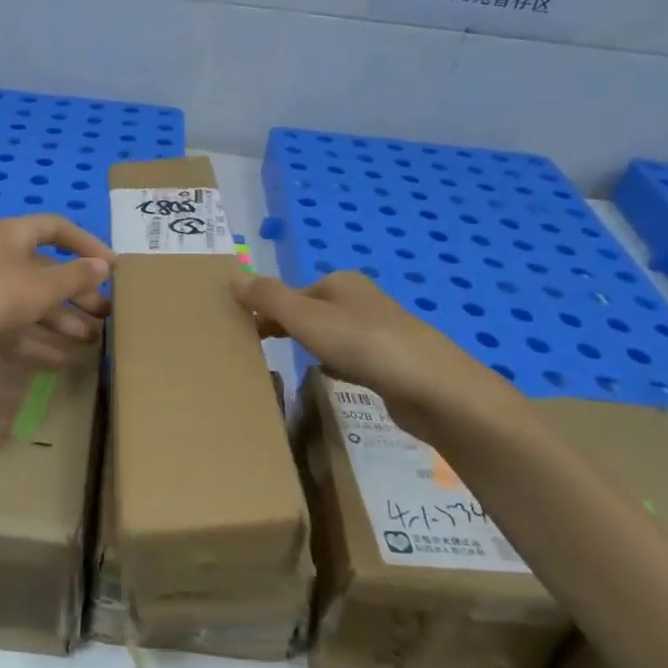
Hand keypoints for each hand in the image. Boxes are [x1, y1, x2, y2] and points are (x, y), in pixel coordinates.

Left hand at [0, 214, 113, 375]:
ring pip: (34, 303)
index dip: (87, 244)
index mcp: (14, 236)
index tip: (113, 267)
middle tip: (107, 312)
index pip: (57, 228)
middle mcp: (2, 259)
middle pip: (48, 270)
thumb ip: (75, 277)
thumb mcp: (40, 286)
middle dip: (78, 291)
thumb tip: (104, 265)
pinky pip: (17, 329)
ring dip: (63, 320)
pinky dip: (39, 342)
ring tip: (93, 339)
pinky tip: (64, 360)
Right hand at [232, 270, 519, 436]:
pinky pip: (351, 359)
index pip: (292, 292)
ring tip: (287, 365)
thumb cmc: (364, 345)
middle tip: (259, 352)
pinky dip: (334, 365)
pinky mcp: (392, 364)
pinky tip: (327, 379)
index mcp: (341, 283)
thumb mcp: (306, 318)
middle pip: (311, 312)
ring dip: (310, 347)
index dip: (266, 310)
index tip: (244, 336)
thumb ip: (268, 298)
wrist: (434, 390)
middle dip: (287, 327)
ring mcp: (380, 333)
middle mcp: (361, 301)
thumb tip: (233, 277)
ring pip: (331, 336)